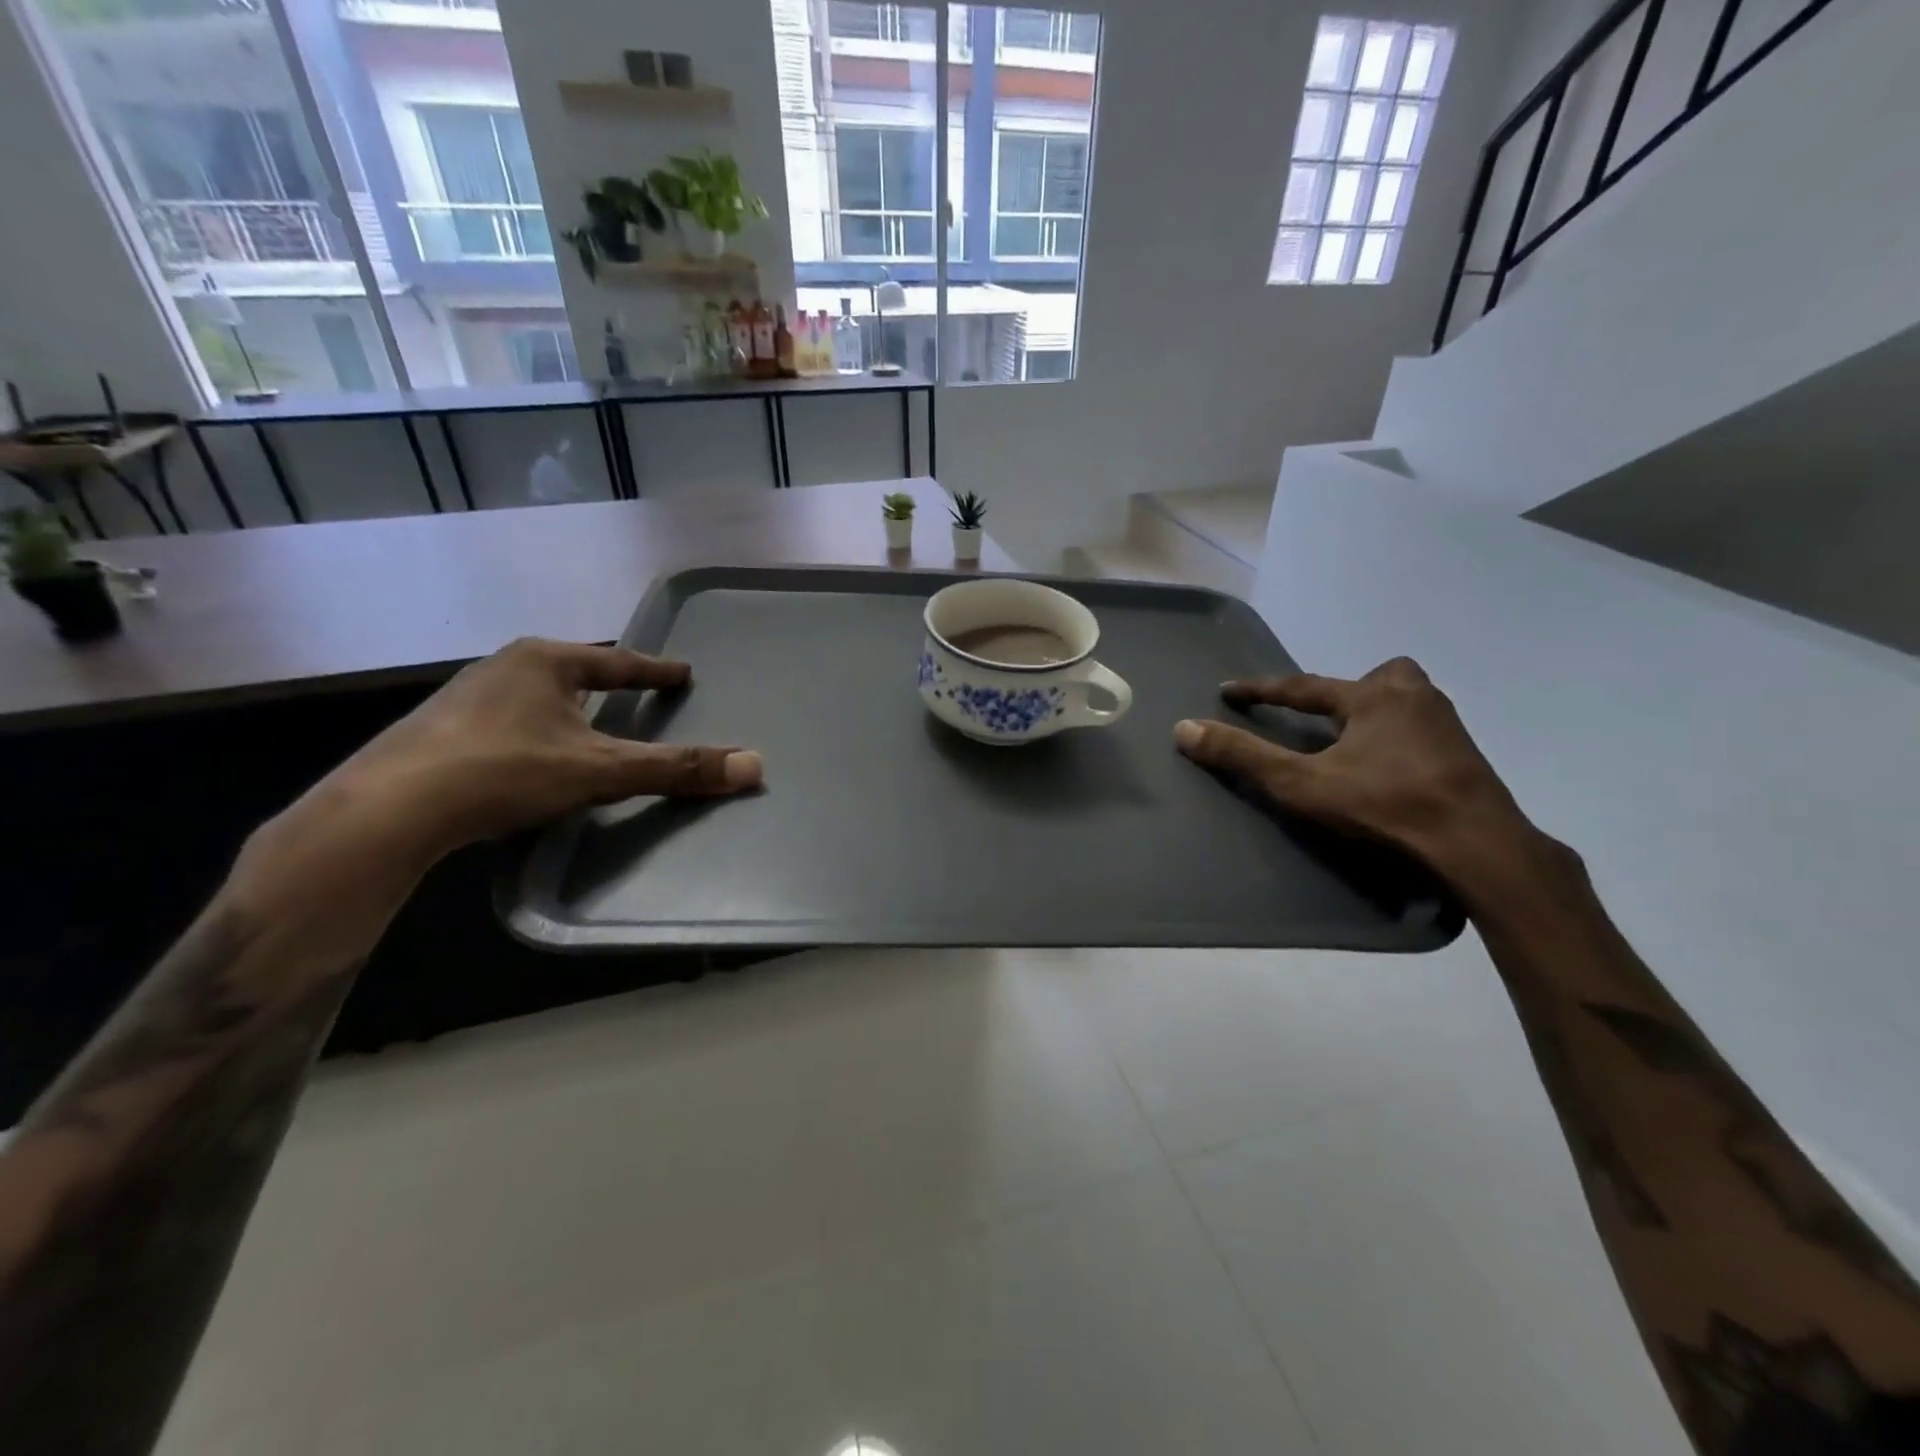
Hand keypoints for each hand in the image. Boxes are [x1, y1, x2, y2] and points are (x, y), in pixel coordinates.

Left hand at [326, 638, 762, 857]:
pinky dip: (535, 734)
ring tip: (588, 727)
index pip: (618, 662)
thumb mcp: (601, 770)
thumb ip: (675, 768)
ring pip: (536, 698)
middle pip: (573, 672)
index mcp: (545, 661)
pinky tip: (533, 759)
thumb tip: (754, 766)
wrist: (389, 810)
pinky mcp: (438, 732)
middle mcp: (503, 667)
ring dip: (566, 709)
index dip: (655, 671)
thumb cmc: (505, 770)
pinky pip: (508, 723)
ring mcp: (464, 698)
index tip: (683, 672)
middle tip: (636, 695)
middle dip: (605, 684)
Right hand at [1173, 657, 1539, 890]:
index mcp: (1374, 697)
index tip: (1229, 690)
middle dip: (1351, 689)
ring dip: (1379, 713)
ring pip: (1409, 701)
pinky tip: (1392, 769)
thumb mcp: (1301, 783)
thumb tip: (1184, 728)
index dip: (1261, 690)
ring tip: (1356, 744)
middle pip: (1380, 677)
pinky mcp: (1468, 759)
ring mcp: (1449, 727)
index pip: (1303, 686)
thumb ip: (1243, 755)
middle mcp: (1416, 699)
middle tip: (1330, 715)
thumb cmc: (1384, 805)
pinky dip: (1402, 740)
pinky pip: (1426, 731)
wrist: (1477, 845)